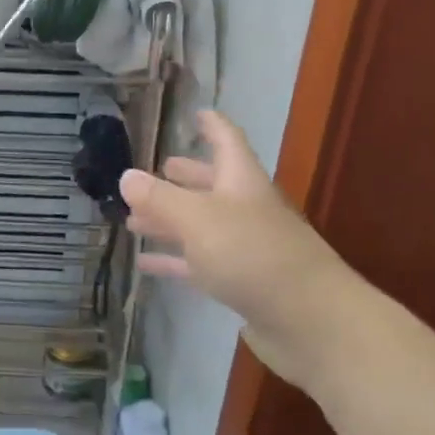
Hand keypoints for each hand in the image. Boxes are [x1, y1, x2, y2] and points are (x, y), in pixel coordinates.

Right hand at [121, 109, 356, 385]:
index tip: (196, 113)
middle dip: (183, 177)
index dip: (212, 126)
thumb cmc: (253, 255)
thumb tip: (126, 176)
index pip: (227, 141)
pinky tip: (147, 264)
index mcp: (242, 182)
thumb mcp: (197, 219)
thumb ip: (160, 198)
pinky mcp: (242, 282)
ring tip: (134, 219)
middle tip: (156, 170)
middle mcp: (246, 209)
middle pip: (212, 185)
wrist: (308, 320)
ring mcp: (246, 247)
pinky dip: (174, 260)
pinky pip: (200, 262)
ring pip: (202, 225)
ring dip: (170, 220)